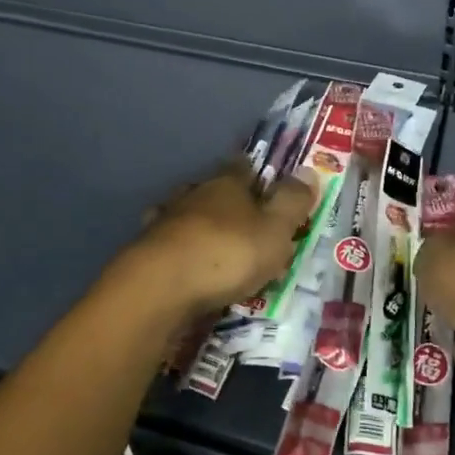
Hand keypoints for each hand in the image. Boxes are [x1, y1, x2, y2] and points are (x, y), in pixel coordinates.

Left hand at [116, 161, 316, 324]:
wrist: (159, 288)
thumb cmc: (227, 253)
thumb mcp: (275, 230)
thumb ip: (292, 202)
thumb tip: (309, 170)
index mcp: (226, 183)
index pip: (242, 166)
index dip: (256, 173)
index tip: (266, 182)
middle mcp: (193, 194)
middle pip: (212, 190)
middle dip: (226, 201)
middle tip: (245, 220)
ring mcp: (165, 222)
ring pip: (186, 215)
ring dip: (199, 227)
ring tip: (215, 247)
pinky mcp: (145, 252)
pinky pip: (170, 246)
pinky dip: (180, 252)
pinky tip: (187, 267)